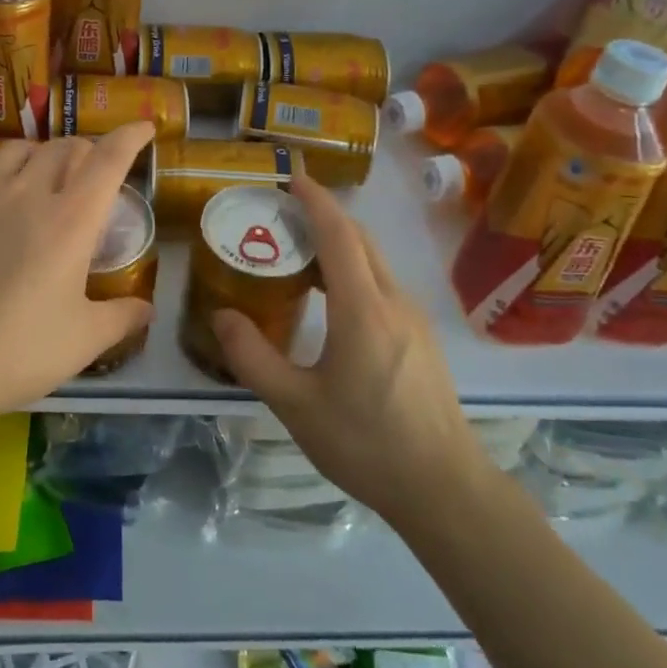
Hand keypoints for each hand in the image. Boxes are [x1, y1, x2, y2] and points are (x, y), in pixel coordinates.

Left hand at [0, 122, 156, 427]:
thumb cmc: (15, 351)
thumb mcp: (81, 342)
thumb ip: (120, 318)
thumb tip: (146, 309)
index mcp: (71, 220)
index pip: (107, 159)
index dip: (130, 136)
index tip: (145, 127)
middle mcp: (30, 195)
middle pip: (66, 147)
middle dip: (92, 150)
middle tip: (102, 173)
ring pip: (25, 149)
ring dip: (50, 151)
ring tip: (55, 173)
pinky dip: (15, 167)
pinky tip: (11, 198)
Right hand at [212, 174, 485, 527]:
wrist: (444, 488)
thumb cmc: (367, 444)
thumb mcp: (296, 406)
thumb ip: (253, 357)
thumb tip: (222, 316)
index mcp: (363, 309)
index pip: (339, 234)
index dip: (315, 200)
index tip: (290, 178)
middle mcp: (393, 301)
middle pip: (359, 240)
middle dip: (324, 216)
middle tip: (283, 214)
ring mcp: (413, 319)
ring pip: (374, 262)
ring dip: (339, 245)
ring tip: (298, 255)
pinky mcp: (421, 338)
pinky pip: (383, 285)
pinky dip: (353, 272)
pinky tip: (331, 302)